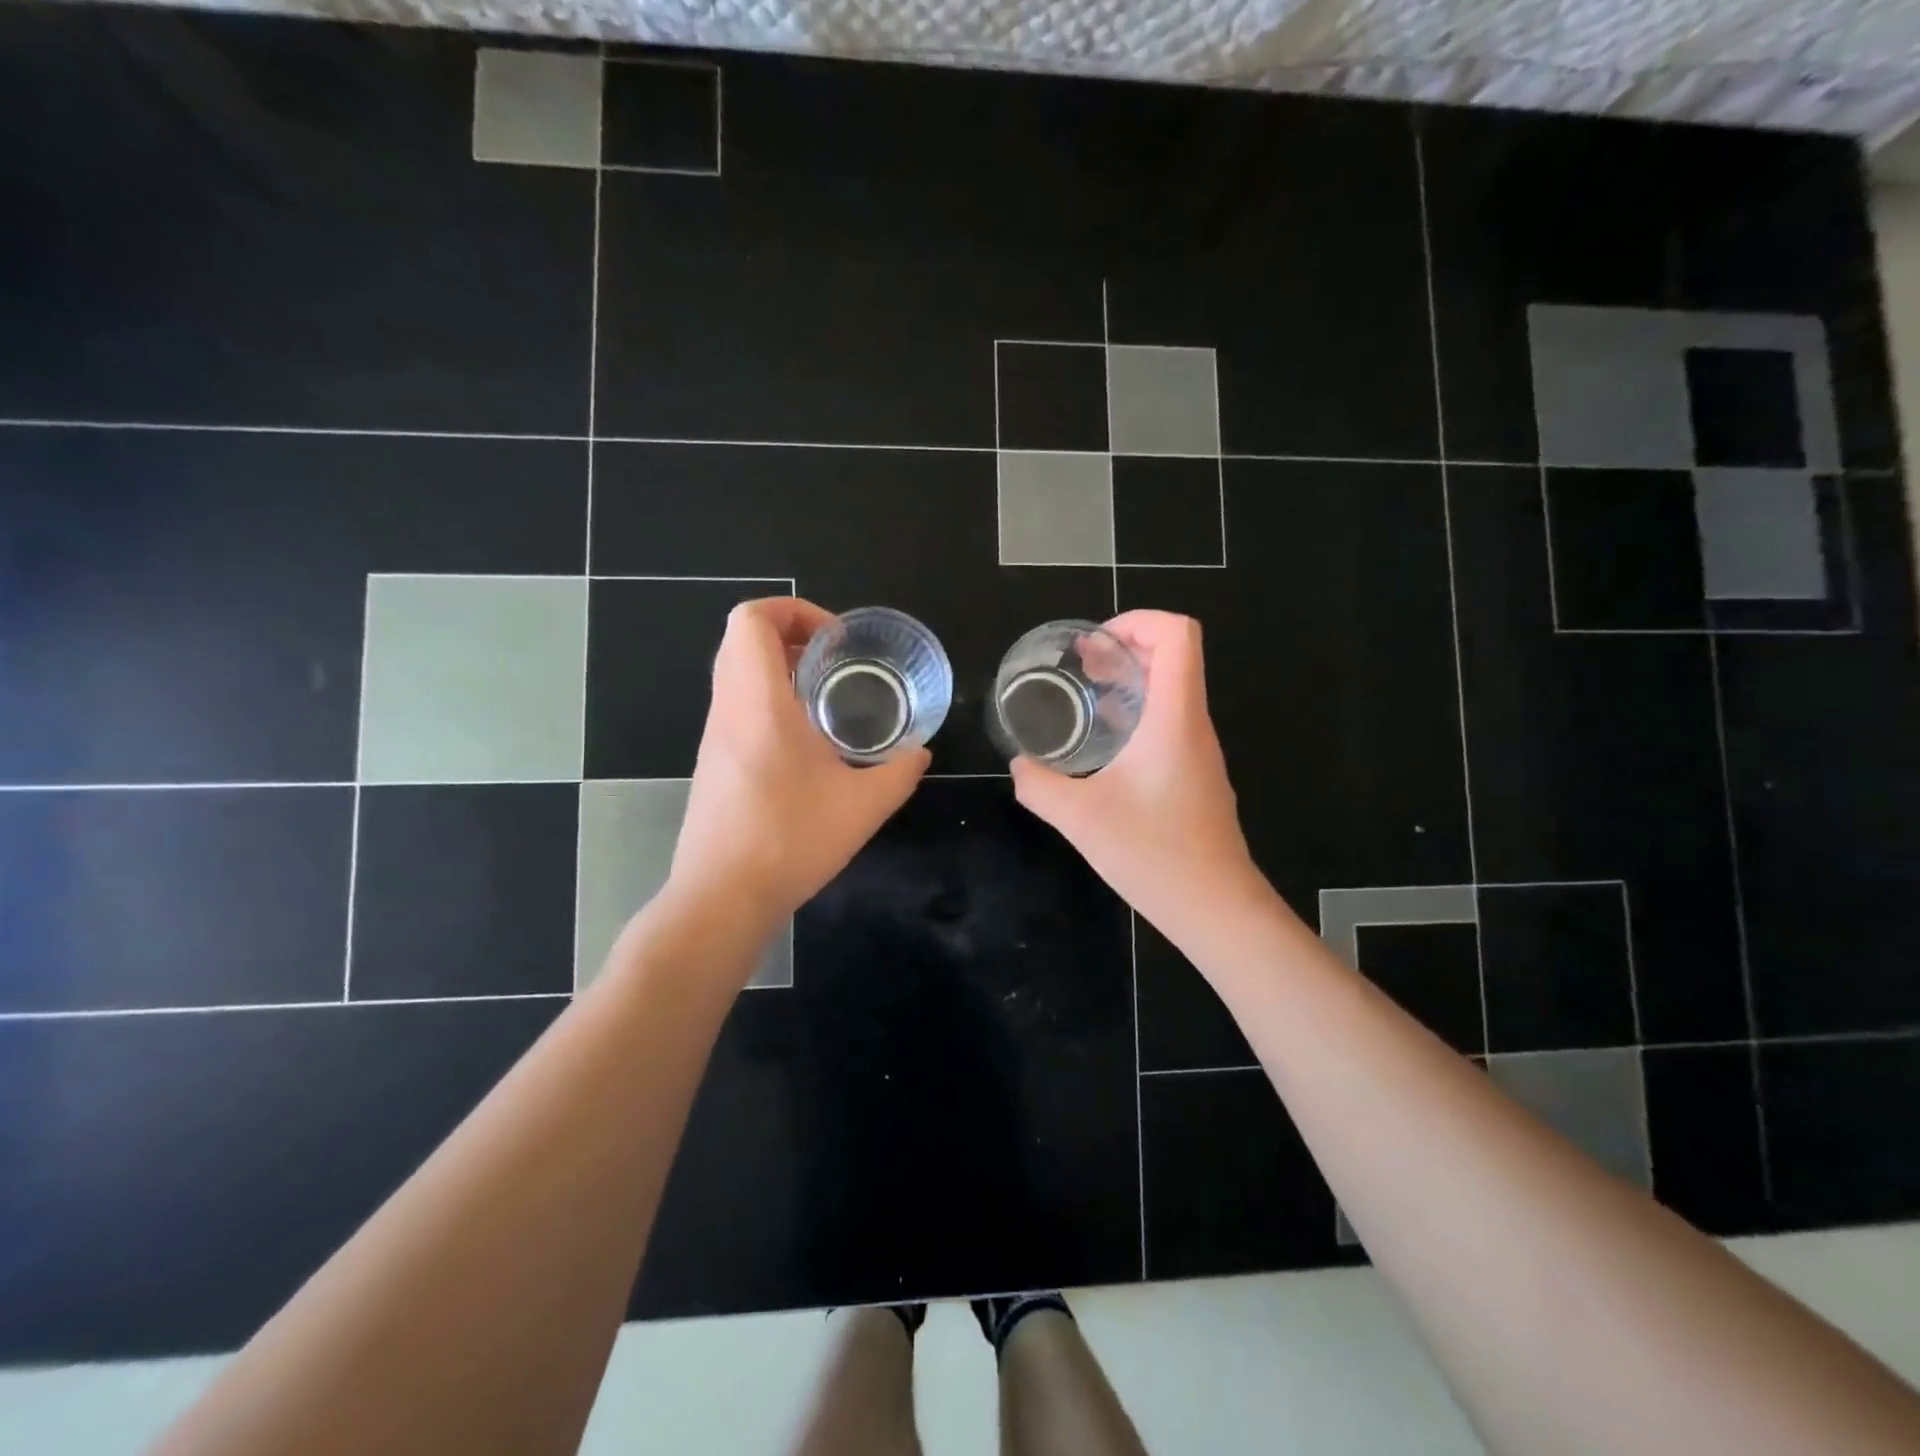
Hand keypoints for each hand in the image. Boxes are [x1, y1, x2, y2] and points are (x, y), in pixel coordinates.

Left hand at [671, 598, 928, 924]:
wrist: (722, 896)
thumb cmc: (790, 840)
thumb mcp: (864, 806)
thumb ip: (900, 772)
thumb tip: (920, 753)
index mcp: (759, 703)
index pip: (751, 620)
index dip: (794, 610)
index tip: (836, 640)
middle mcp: (729, 708)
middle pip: (740, 638)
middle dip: (790, 634)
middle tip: (835, 659)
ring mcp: (714, 735)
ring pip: (735, 672)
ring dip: (778, 667)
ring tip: (826, 695)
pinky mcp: (713, 761)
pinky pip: (735, 704)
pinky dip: (768, 698)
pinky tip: (805, 740)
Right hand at [1009, 611, 1257, 928]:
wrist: (1217, 908)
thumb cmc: (1154, 855)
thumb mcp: (1081, 819)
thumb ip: (1040, 786)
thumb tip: (1019, 766)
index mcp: (1174, 718)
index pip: (1177, 635)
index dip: (1137, 621)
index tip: (1094, 645)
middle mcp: (1193, 726)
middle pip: (1174, 656)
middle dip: (1125, 648)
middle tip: (1080, 664)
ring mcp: (1199, 752)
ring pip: (1173, 692)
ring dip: (1131, 681)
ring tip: (1086, 695)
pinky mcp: (1196, 776)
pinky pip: (1171, 724)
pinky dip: (1138, 714)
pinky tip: (1106, 745)